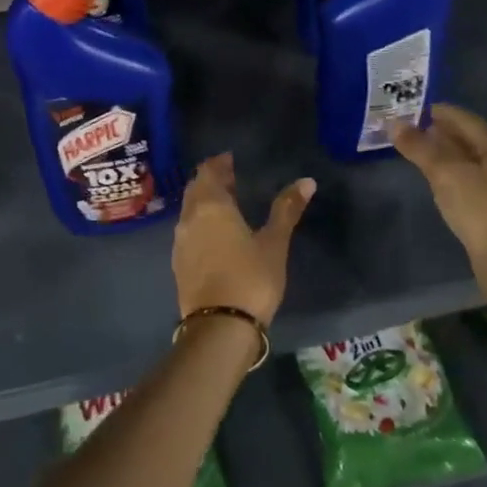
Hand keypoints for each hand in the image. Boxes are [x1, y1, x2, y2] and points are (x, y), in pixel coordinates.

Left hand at [172, 153, 315, 325]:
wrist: (220, 328)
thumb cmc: (251, 278)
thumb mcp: (274, 243)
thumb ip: (287, 209)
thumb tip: (306, 181)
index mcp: (211, 206)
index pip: (208, 172)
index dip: (218, 163)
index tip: (230, 159)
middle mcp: (189, 219)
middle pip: (195, 189)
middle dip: (210, 180)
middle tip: (229, 177)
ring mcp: (181, 243)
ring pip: (189, 211)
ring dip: (204, 202)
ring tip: (225, 203)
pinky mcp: (179, 265)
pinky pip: (188, 232)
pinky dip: (200, 223)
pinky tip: (215, 234)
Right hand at [391, 105, 486, 283]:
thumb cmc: (479, 207)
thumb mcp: (445, 173)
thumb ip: (419, 148)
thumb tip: (394, 124)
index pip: (462, 118)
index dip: (437, 112)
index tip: (411, 109)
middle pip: (467, 138)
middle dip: (440, 133)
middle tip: (409, 129)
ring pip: (468, 160)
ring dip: (445, 154)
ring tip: (418, 152)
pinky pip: (469, 180)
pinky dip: (451, 174)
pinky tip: (437, 181)